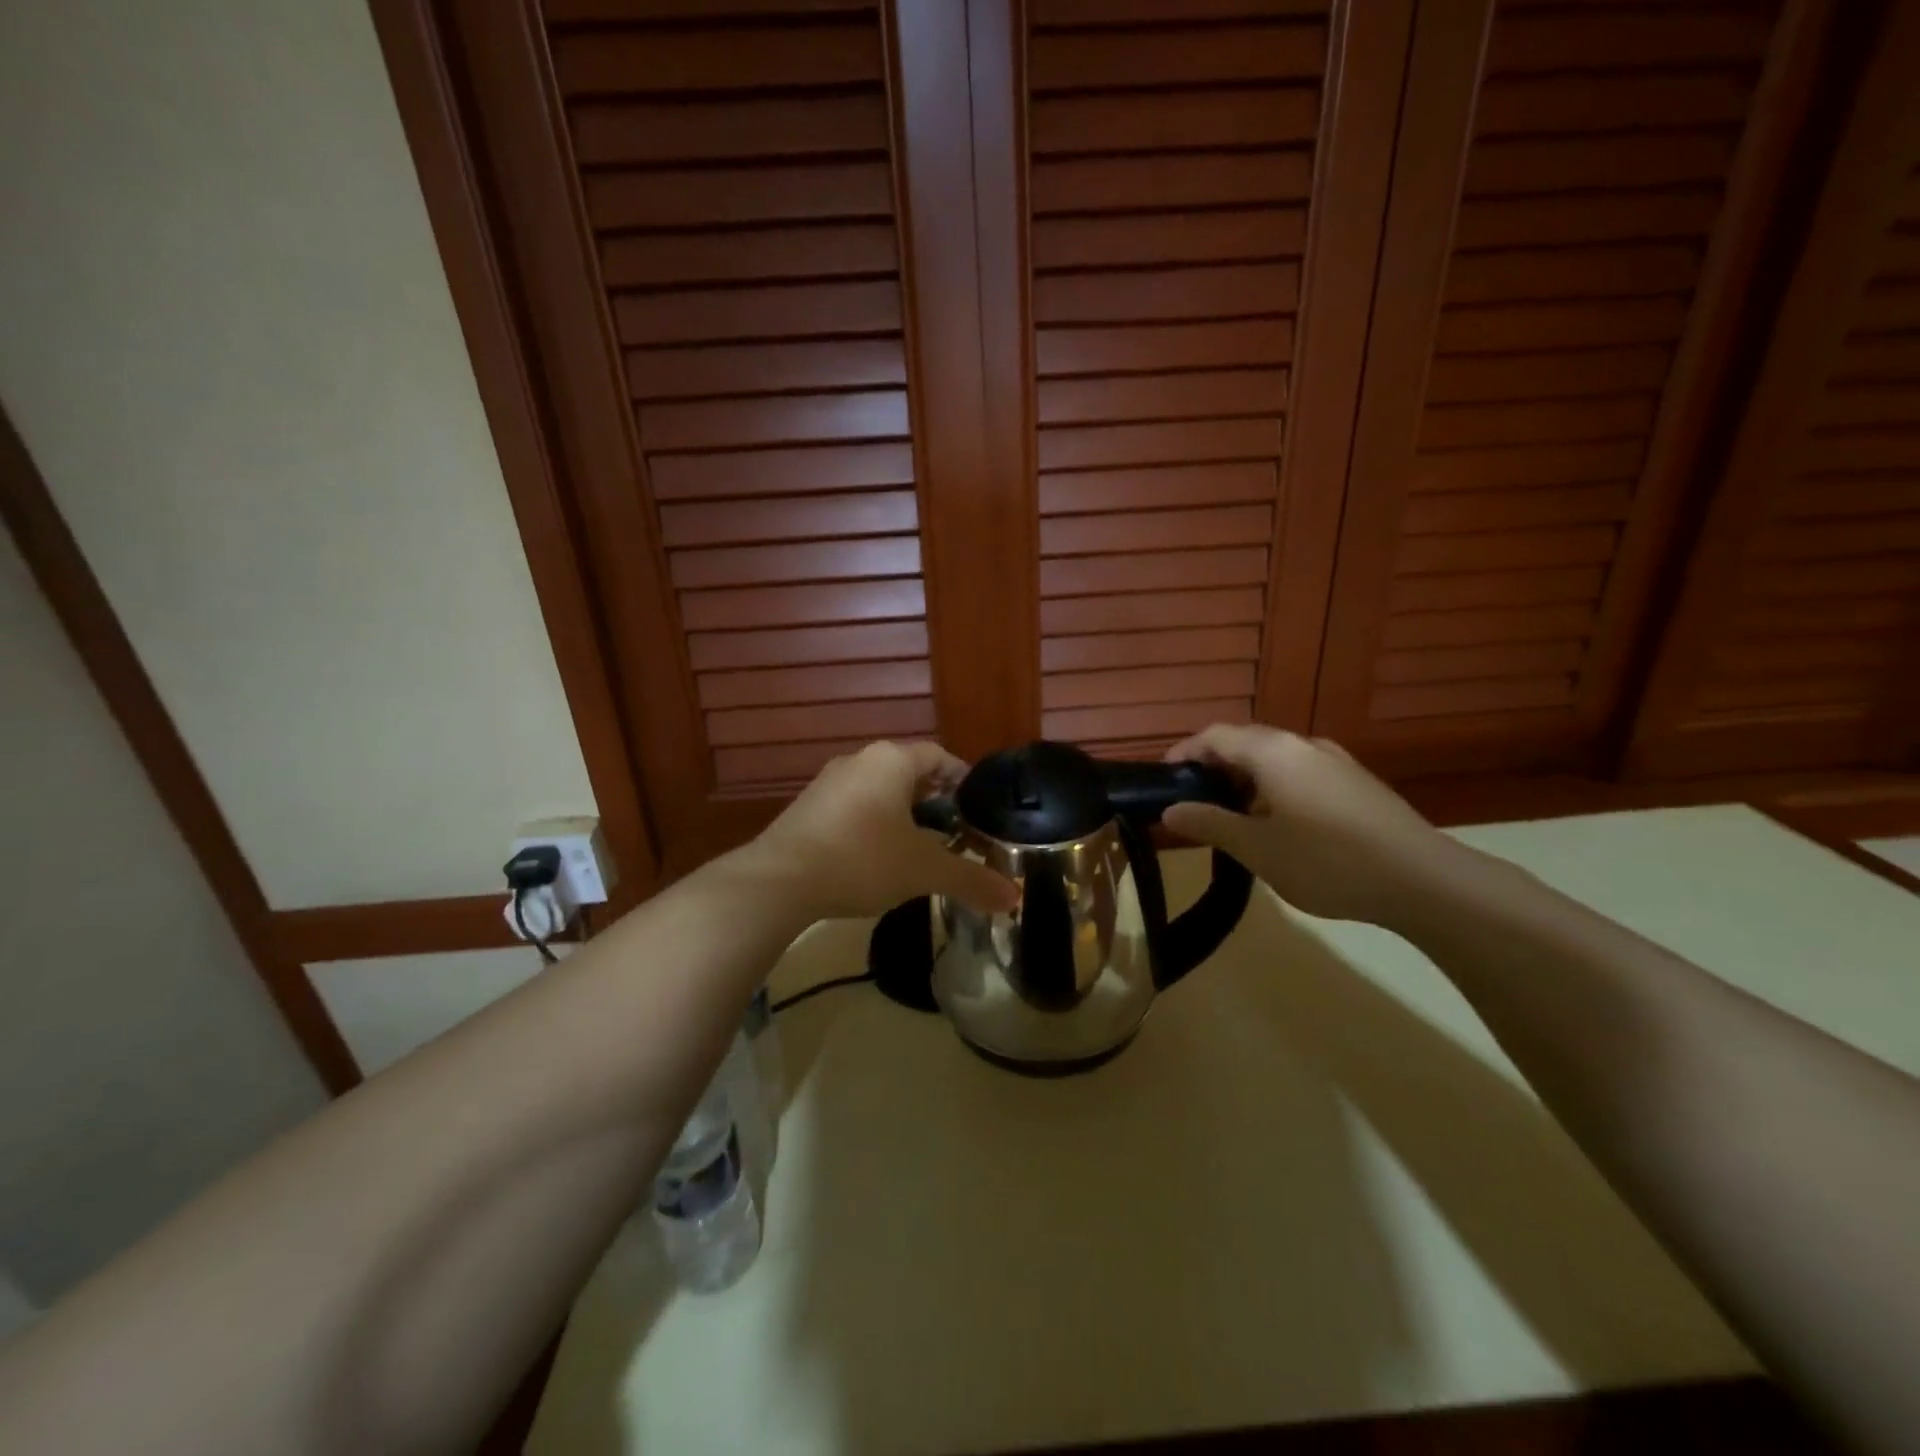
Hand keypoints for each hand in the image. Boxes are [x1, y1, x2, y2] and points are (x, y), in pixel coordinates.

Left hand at [743, 741, 1018, 920]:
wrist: (779, 881)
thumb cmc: (863, 860)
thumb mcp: (924, 870)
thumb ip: (971, 880)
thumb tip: (1015, 899)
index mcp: (891, 761)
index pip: (939, 756)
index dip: (962, 779)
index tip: (978, 807)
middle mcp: (860, 760)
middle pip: (908, 771)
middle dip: (934, 798)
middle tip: (956, 829)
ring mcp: (828, 782)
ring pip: (879, 789)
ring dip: (902, 812)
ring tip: (921, 845)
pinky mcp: (807, 807)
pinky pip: (853, 806)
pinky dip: (873, 823)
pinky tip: (878, 856)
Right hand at [1161, 725, 1460, 927]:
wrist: (1423, 880)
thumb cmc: (1327, 861)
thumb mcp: (1257, 848)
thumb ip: (1210, 824)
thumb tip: (1170, 810)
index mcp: (1273, 752)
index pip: (1214, 736)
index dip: (1184, 753)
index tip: (1164, 779)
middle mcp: (1303, 745)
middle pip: (1245, 742)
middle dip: (1213, 766)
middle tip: (1193, 801)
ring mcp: (1335, 761)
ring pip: (1275, 759)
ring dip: (1245, 779)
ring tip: (1232, 817)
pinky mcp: (1356, 783)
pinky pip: (1300, 772)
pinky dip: (1274, 788)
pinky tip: (1278, 825)